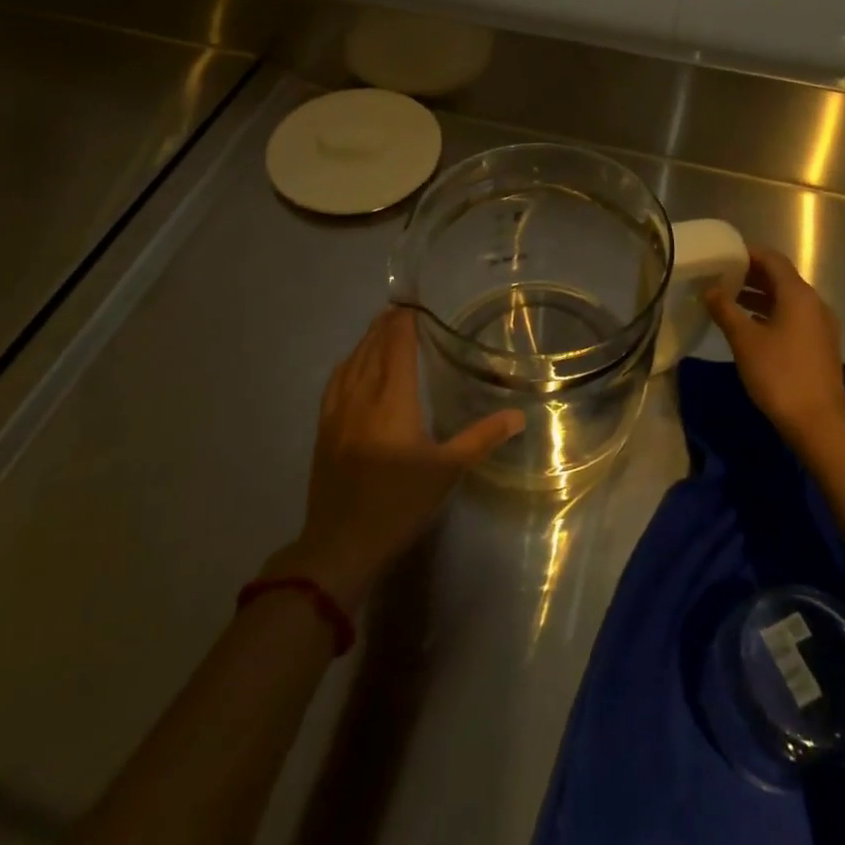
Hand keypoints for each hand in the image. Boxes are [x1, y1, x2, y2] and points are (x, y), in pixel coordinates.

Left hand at [266, 307, 523, 610]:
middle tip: (400, 308)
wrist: (341, 543)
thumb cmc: (399, 503)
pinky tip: (351, 365)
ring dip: (366, 340)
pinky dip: (347, 363)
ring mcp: (338, 411)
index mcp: (393, 399)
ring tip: (380, 327)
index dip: (404, 321)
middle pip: (373, 347)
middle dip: (386, 325)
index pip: (398, 346)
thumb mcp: (447, 471)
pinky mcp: (324, 429)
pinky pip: (335, 382)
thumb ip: (482, 438)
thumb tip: (519, 415)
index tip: (413, 302)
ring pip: (352, 362)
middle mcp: (363, 395)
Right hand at [703, 245, 844, 444]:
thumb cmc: (779, 374)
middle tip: (720, 277)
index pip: (772, 259)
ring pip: (787, 299)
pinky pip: (794, 317)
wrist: (819, 423)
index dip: (748, 253)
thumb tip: (709, 289)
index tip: (723, 255)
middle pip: (781, 278)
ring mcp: (821, 325)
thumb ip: (725, 309)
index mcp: (798, 294)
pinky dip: (771, 313)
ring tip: (729, 301)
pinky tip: (751, 327)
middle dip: (751, 275)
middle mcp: (814, 303)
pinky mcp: (821, 345)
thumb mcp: (744, 340)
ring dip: (760, 296)